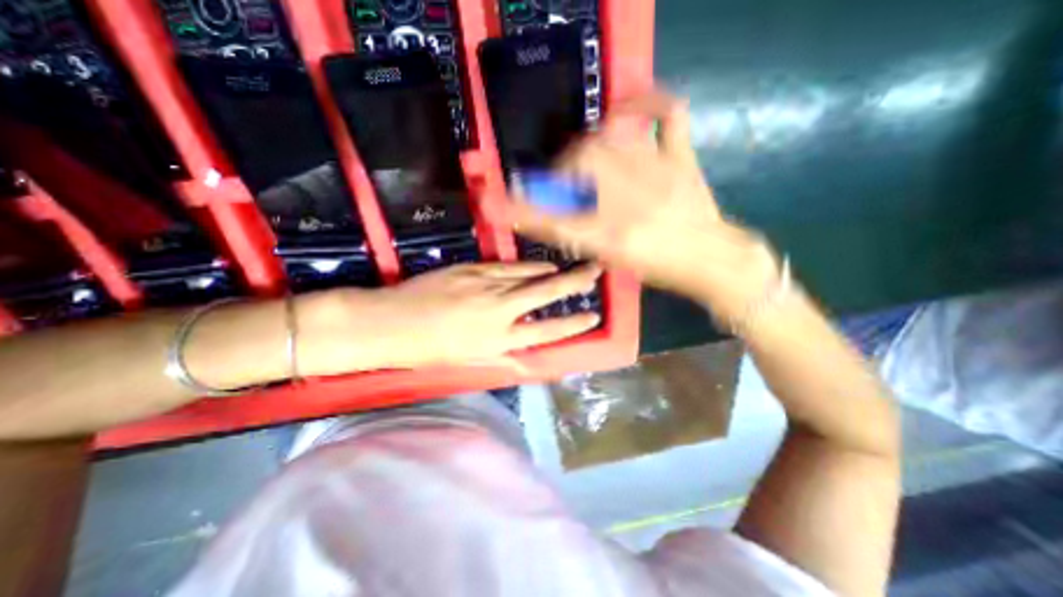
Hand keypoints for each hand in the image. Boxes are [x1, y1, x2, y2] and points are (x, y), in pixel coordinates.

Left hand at [294, 264, 601, 374]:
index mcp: (499, 339)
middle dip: (574, 281)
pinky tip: (537, 265)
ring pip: (529, 274)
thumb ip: (500, 352)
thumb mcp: (469, 358)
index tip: (592, 316)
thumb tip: (522, 350)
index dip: (572, 324)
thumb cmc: (428, 349)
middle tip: (595, 271)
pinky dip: (526, 266)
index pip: (547, 331)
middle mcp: (500, 310)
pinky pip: (508, 266)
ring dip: (551, 271)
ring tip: (568, 268)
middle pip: (546, 293)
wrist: (391, 323)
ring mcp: (487, 285)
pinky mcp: (473, 269)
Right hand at [512, 88, 777, 321]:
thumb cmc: (658, 265)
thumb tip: (546, 219)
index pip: (554, 218)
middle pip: (578, 166)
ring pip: (609, 139)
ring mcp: (658, 171)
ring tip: (583, 157)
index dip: (522, 209)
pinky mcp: (681, 157)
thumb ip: (577, 238)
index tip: (502, 204)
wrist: (710, 258)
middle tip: (558, 179)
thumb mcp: (612, 259)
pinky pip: (668, 115)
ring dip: (586, 144)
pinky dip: (648, 100)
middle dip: (558, 170)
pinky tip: (629, 107)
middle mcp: (630, 200)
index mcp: (613, 234)